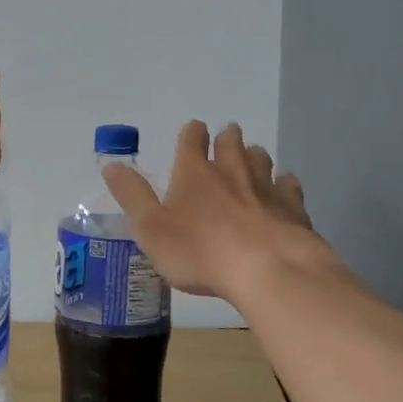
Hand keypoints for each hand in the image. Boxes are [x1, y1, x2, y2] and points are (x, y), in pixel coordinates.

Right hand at [102, 121, 328, 301]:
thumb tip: (111, 165)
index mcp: (194, 172)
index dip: (191, 133)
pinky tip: (284, 190)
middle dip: (226, 138)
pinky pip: (289, 186)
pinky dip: (284, 184)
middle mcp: (230, 170)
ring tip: (251, 161)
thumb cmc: (200, 251)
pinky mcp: (292, 207)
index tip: (193, 132)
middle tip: (225, 139)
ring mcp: (265, 186)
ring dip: (254, 156)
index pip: (191, 139)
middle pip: (230, 141)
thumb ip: (132, 196)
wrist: (267, 269)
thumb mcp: (151, 228)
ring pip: (260, 158)